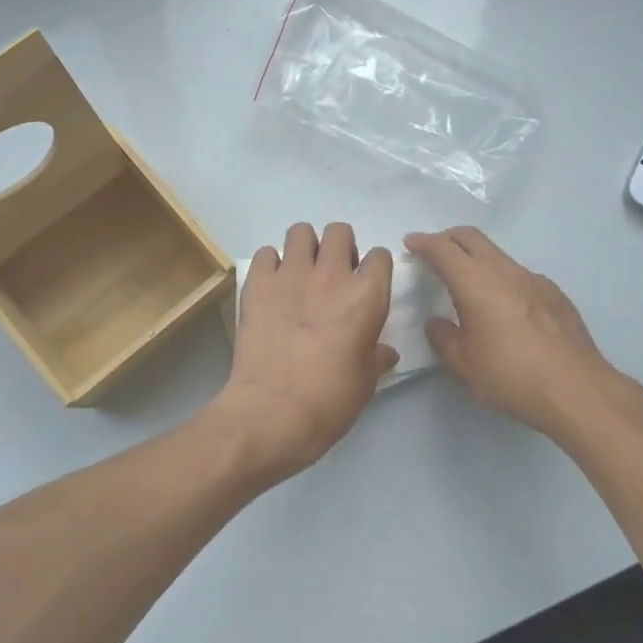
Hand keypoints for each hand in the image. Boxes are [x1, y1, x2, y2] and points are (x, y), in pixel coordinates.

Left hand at [214, 222, 397, 479]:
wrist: (272, 411)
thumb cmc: (329, 401)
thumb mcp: (366, 382)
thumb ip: (376, 357)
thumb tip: (385, 351)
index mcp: (368, 296)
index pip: (380, 256)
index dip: (374, 268)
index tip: (366, 284)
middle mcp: (332, 274)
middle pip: (339, 232)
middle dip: (339, 247)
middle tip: (332, 275)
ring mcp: (291, 274)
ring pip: (301, 231)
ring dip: (304, 248)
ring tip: (300, 274)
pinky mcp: (257, 283)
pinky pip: (266, 254)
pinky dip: (270, 265)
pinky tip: (271, 287)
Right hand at [406, 226, 642, 436]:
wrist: (577, 390)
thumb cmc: (511, 377)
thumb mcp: (463, 364)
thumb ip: (443, 337)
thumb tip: (437, 322)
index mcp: (476, 282)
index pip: (443, 249)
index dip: (424, 242)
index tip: (411, 242)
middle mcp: (505, 271)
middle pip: (472, 238)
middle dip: (448, 239)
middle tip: (433, 252)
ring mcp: (535, 280)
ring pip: (498, 255)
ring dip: (476, 259)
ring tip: (467, 284)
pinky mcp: (555, 295)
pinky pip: (520, 276)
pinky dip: (501, 279)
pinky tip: (504, 309)